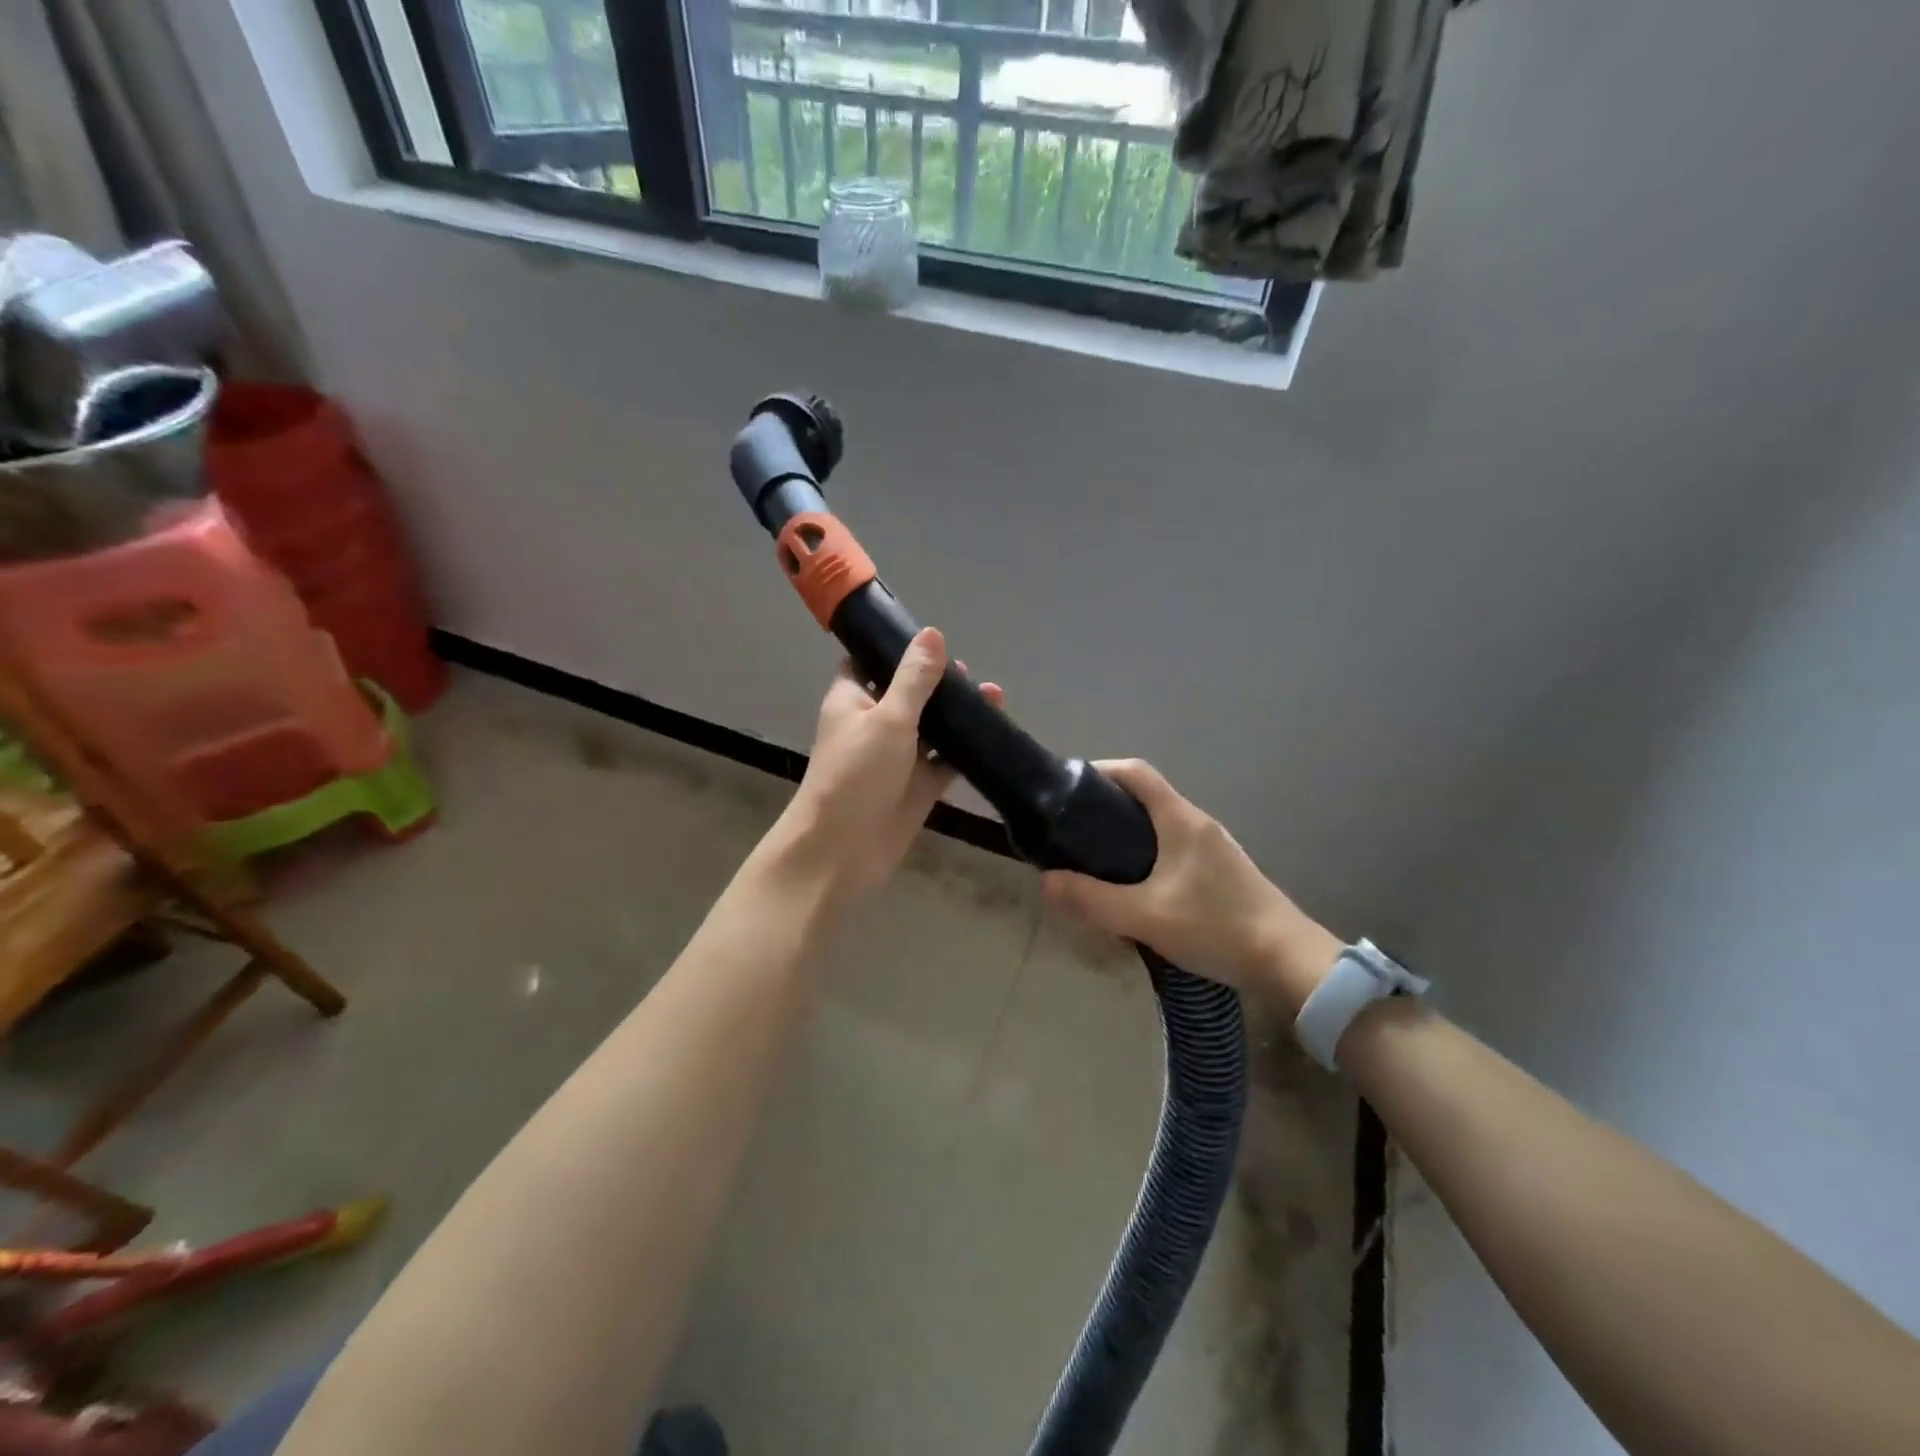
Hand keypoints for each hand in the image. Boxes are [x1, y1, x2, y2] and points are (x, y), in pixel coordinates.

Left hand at [778, 627, 1001, 899]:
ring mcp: (898, 756)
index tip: (931, 639)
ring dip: (957, 714)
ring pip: (932, 727)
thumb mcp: (888, 718)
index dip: (897, 649)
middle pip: (910, 693)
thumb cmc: (856, 774)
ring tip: (994, 696)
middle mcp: (875, 723)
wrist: (842, 849)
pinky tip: (993, 733)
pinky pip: (944, 761)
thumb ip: (914, 678)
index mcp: (854, 699)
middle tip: (970, 674)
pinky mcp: (918, 785)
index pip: (871, 662)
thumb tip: (933, 633)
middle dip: (939, 682)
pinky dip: (964, 749)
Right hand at [1039, 760, 1341, 1012]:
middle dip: (1106, 809)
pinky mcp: (1222, 874)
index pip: (1137, 772)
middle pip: (1146, 799)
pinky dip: (1147, 859)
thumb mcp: (1145, 916)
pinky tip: (1136, 892)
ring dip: (1127, 838)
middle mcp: (1198, 824)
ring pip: (1160, 829)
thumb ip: (1092, 899)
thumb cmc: (1216, 926)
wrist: (1289, 961)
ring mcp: (1214, 849)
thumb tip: (1046, 881)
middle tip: (1073, 834)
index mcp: (1180, 819)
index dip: (1101, 770)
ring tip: (1096, 865)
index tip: (1069, 787)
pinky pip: (1174, 852)